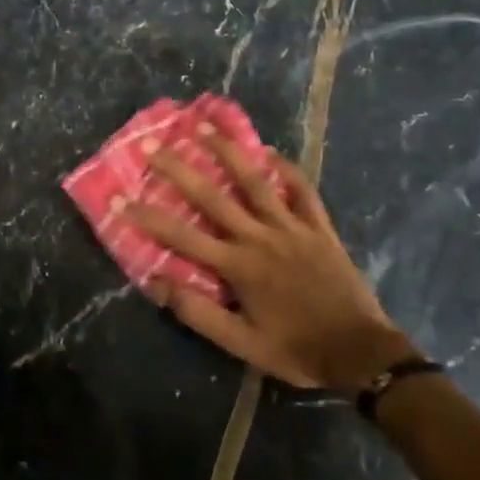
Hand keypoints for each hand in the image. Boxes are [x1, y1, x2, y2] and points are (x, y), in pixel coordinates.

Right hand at [128, 133, 416, 390]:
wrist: (360, 353)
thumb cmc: (296, 349)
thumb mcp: (242, 344)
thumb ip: (199, 313)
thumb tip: (157, 284)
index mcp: (238, 266)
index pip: (182, 237)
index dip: (148, 217)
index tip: (119, 198)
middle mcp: (260, 237)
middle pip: (213, 196)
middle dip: (179, 169)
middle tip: (154, 145)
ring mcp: (292, 228)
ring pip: (256, 182)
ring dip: (228, 152)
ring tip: (205, 126)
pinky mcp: (319, 228)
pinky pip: (302, 191)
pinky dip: (286, 170)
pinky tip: (270, 152)